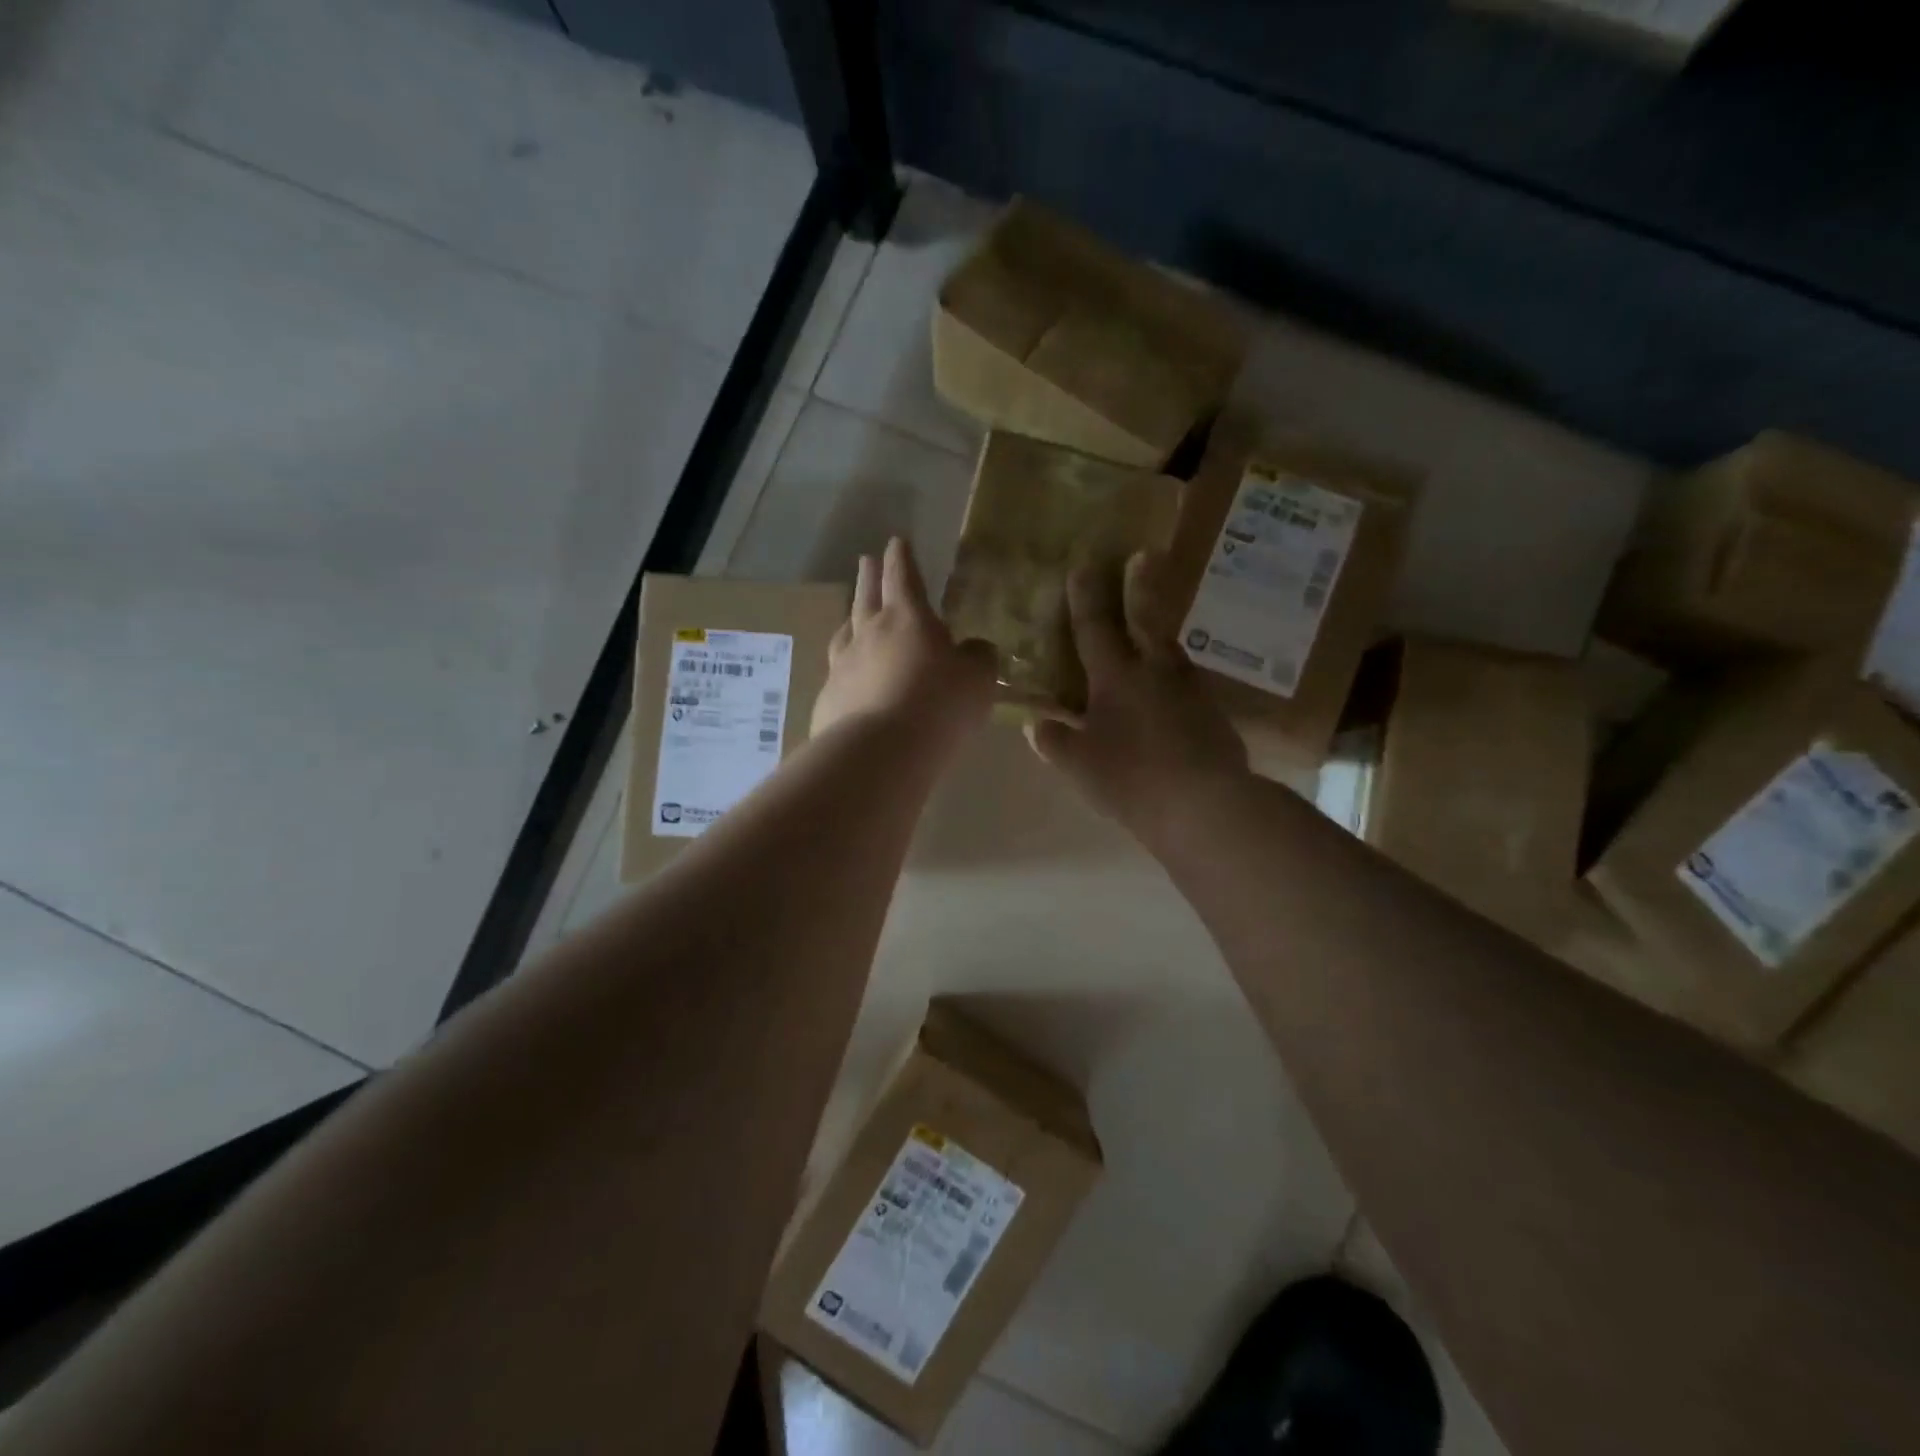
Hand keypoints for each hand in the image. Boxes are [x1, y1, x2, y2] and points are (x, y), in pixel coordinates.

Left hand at [812, 537, 995, 745]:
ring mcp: (843, 666)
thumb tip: (975, 648)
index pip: (904, 577)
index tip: (896, 541)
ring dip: (850, 619)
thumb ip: (978, 658)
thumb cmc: (938, 704)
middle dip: (869, 576)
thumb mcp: (977, 679)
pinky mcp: (829, 699)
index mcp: (907, 618)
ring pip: (845, 633)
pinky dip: (845, 668)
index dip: (902, 558)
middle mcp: (869, 634)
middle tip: (866, 560)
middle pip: (867, 596)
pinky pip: (837, 674)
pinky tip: (847, 678)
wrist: (880, 751)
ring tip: (850, 616)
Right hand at [1026, 552, 1247, 841]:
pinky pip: (1187, 683)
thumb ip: (1054, 742)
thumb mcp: (1081, 765)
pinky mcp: (1213, 713)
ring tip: (1154, 628)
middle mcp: (1155, 672)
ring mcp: (1189, 690)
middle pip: (1145, 621)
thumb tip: (1036, 724)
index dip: (1085, 598)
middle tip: (1144, 555)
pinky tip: (1172, 690)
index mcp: (1116, 678)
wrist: (1206, 804)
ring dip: (1160, 632)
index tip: (1082, 566)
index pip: (1094, 629)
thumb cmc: (1132, 779)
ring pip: (1170, 650)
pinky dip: (1175, 676)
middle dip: (1139, 587)